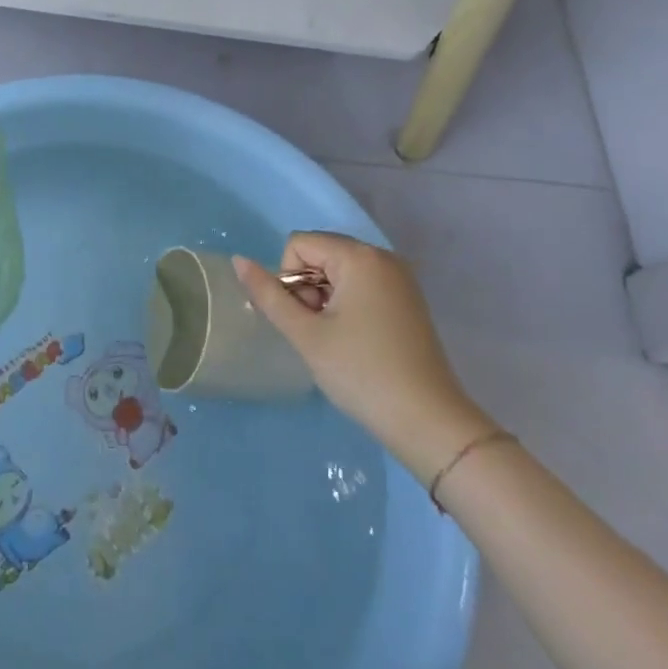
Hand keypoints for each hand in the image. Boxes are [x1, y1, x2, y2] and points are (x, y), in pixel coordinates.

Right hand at [235, 233, 497, 482]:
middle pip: (320, 253)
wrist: (429, 424)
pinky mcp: (407, 298)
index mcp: (359, 256)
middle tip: (319, 333)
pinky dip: (347, 304)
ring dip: (325, 298)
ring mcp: (399, 277)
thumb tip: (238, 260)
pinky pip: (361, 284)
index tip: (304, 320)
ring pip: (339, 270)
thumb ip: (268, 294)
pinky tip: (355, 340)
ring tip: (336, 340)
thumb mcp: (306, 335)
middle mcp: (382, 256)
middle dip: (307, 288)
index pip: (299, 245)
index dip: (289, 280)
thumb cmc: (362, 374)